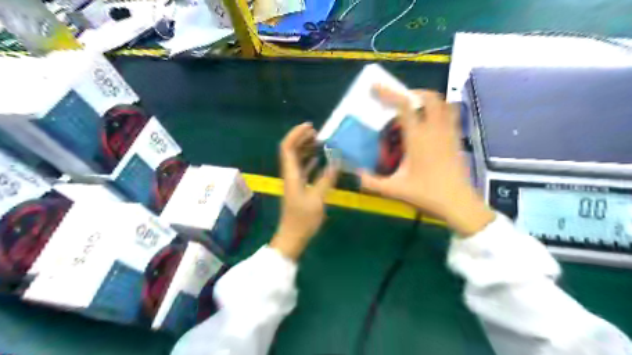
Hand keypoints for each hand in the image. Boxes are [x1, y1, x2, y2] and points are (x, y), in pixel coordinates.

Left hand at [268, 123, 337, 258]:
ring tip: (320, 142)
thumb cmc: (303, 219)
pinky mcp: (299, 188)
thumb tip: (336, 161)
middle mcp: (290, 174)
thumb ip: (327, 179)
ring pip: (297, 159)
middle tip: (318, 133)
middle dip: (302, 138)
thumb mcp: (317, 199)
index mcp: (291, 174)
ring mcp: (294, 181)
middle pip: (291, 150)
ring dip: (306, 148)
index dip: (296, 134)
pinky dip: (310, 161)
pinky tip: (319, 160)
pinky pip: (303, 169)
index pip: (287, 148)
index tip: (310, 127)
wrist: (292, 237)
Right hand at [361, 86, 492, 236]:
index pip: (404, 106)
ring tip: (415, 109)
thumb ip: (371, 182)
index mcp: (418, 138)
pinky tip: (430, 125)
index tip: (376, 87)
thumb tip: (356, 174)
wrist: (458, 204)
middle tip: (400, 101)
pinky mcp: (457, 140)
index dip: (389, 93)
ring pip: (443, 104)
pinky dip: (439, 111)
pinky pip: (451, 115)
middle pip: (429, 97)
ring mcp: (449, 133)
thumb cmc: (427, 194)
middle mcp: (435, 130)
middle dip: (413, 93)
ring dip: (428, 100)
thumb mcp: (394, 189)